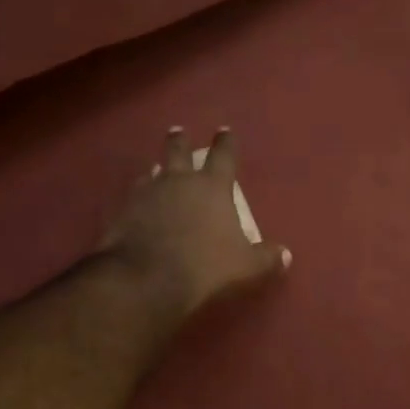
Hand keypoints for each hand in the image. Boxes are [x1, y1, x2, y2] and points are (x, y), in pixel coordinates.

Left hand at [100, 128, 289, 319]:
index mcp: (213, 186)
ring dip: (157, 169)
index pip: (223, 155)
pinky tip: (137, 202)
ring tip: (156, 169)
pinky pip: (134, 195)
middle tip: (178, 131)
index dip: (226, 142)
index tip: (225, 131)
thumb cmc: (205, 266)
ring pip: (153, 172)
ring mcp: (148, 193)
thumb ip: (265, 258)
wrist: (147, 277)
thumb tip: (285, 255)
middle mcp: (179, 181)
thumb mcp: (245, 266)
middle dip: (180, 140)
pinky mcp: (124, 210)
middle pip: (178, 151)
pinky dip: (139, 195)